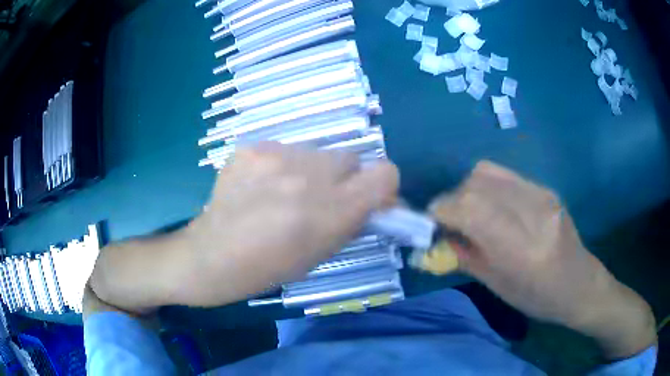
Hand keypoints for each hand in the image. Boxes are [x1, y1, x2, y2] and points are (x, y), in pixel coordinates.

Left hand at [180, 143, 398, 305]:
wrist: (211, 255)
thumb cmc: (268, 268)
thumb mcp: (320, 254)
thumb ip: (351, 221)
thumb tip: (375, 201)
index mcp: (330, 211)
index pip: (385, 174)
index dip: (383, 185)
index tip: (370, 197)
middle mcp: (309, 176)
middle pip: (350, 157)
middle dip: (344, 178)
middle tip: (321, 198)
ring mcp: (276, 156)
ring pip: (316, 152)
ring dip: (311, 170)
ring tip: (284, 192)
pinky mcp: (252, 147)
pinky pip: (284, 150)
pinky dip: (281, 166)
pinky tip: (260, 186)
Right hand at [429, 161, 655, 357]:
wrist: (579, 284)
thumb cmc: (538, 298)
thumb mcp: (498, 286)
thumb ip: (465, 256)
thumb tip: (436, 237)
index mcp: (521, 249)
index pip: (470, 209)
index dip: (442, 210)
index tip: (429, 222)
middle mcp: (532, 212)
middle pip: (476, 184)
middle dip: (452, 199)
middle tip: (449, 221)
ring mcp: (541, 194)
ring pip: (487, 172)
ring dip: (468, 190)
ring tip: (469, 212)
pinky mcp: (545, 188)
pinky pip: (504, 175)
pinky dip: (486, 186)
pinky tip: (492, 206)